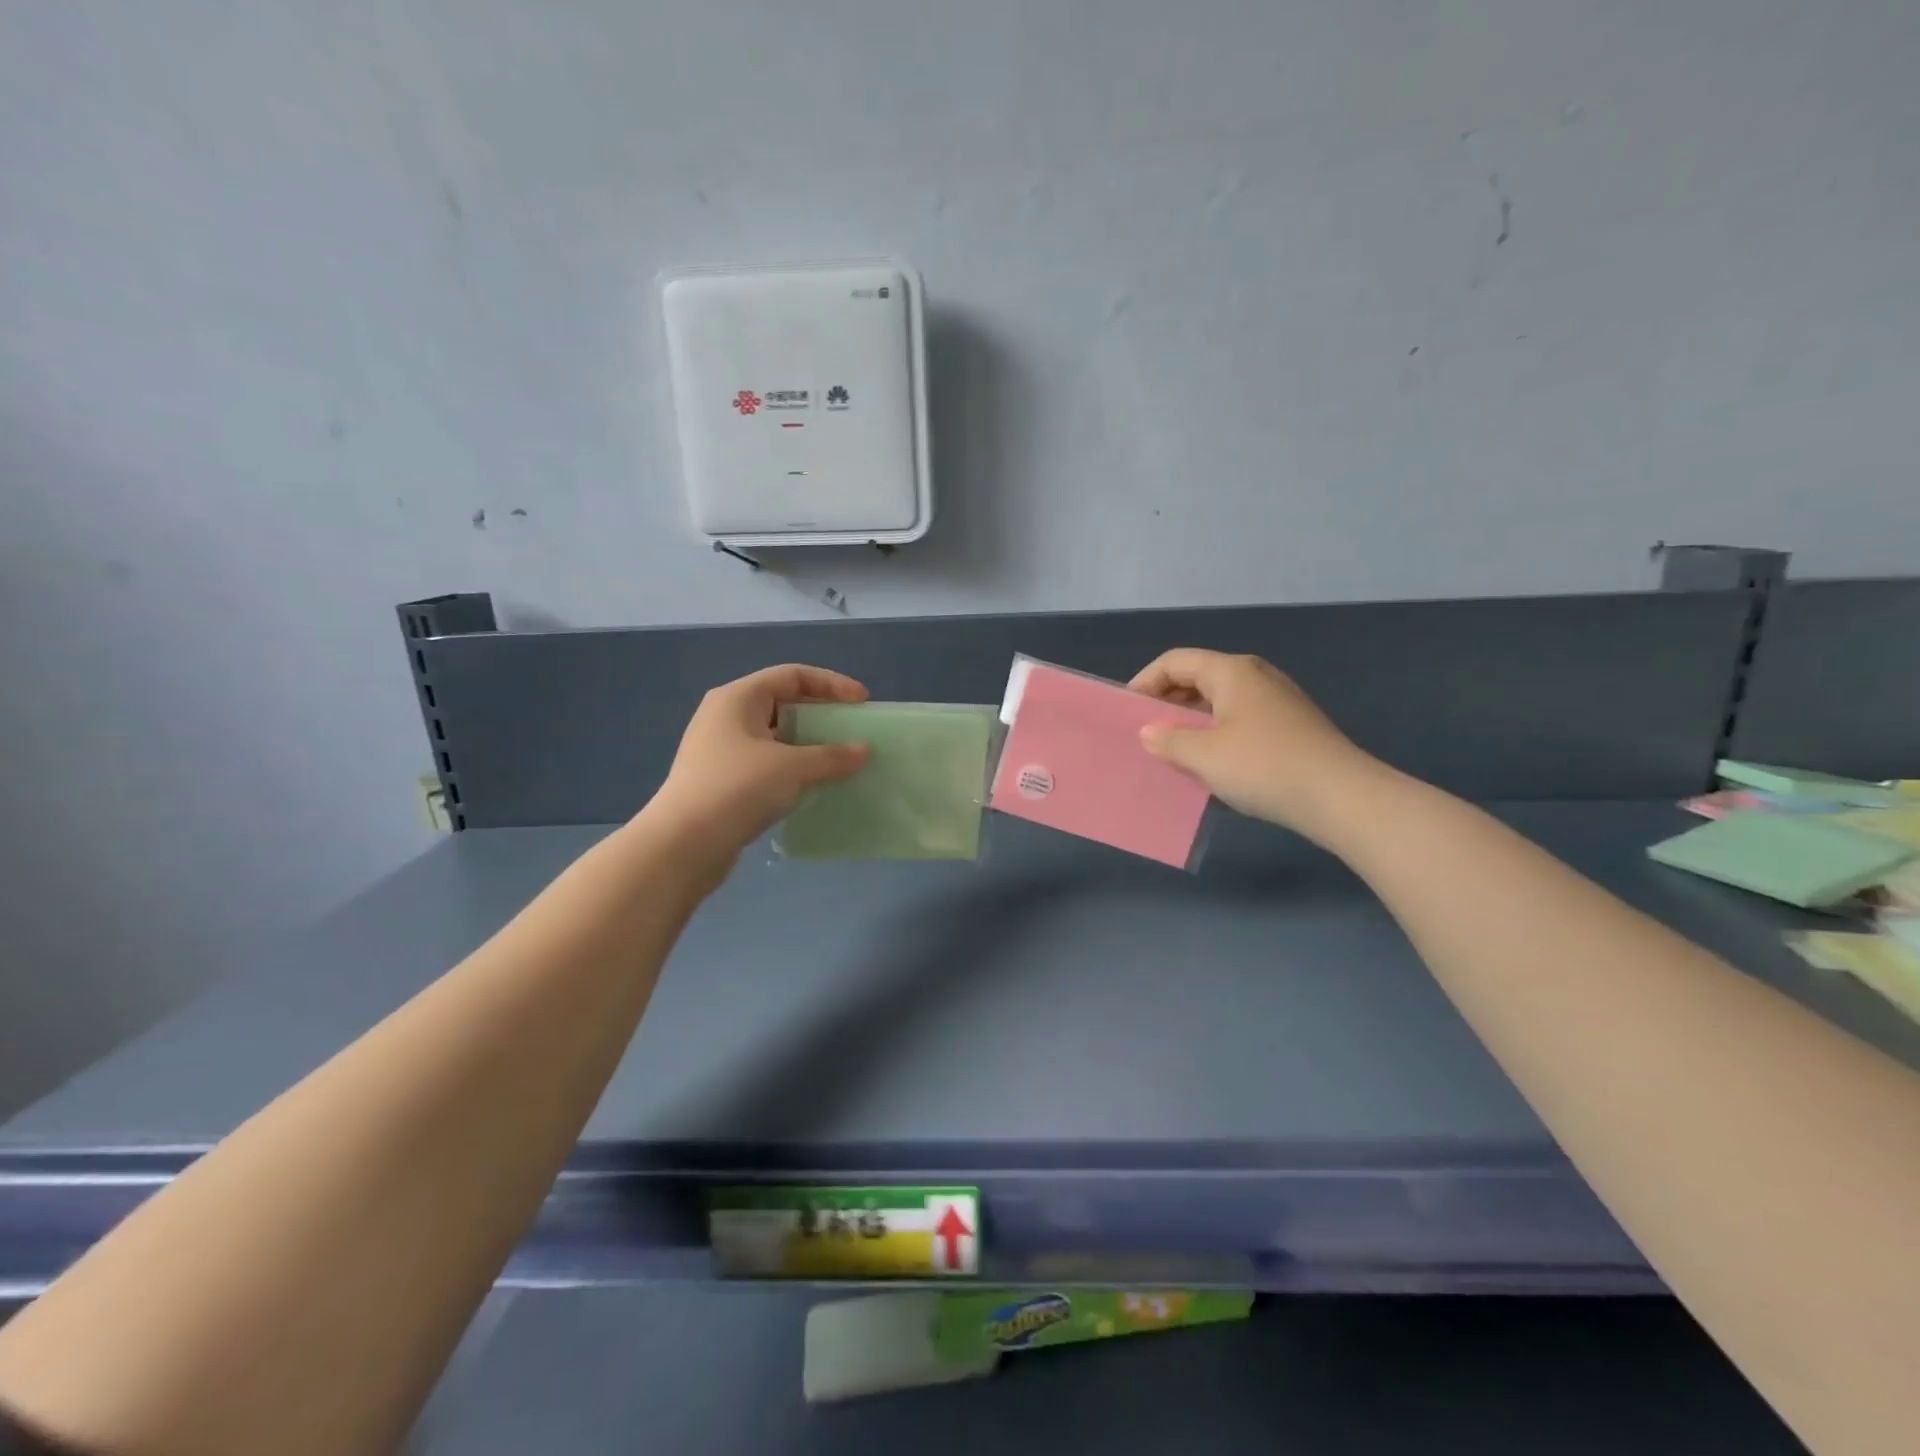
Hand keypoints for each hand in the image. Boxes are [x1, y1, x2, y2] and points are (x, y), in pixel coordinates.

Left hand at [646, 665, 870, 867]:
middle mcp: (726, 716)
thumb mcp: (792, 768)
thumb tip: (863, 751)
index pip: (793, 675)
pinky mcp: (722, 780)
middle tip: (851, 730)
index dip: (832, 684)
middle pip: (783, 702)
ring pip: (775, 736)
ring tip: (838, 760)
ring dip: (808, 744)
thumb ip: (832, 757)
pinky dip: (793, 767)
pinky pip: (767, 762)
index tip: (862, 702)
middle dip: (821, 714)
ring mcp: (721, 749)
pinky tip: (812, 785)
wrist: (683, 845)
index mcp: (738, 698)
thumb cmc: (737, 789)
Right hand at [1128, 649, 1379, 839]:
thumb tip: (1150, 731)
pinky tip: (1211, 763)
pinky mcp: (1290, 725)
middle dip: (1167, 702)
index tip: (1127, 713)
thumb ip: (1169, 738)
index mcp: (1231, 671)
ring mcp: (1276, 700)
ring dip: (1191, 721)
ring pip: (1219, 700)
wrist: (1340, 797)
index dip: (1145, 682)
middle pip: (1198, 677)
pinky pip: (1239, 719)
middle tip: (1146, 734)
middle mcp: (1255, 676)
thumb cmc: (1263, 766)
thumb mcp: (1203, 755)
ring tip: (1173, 751)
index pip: (1175, 662)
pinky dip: (1216, 733)